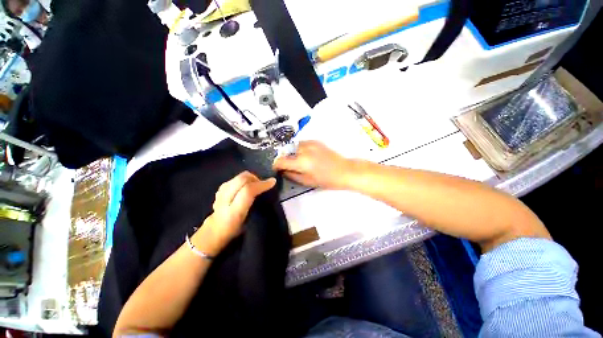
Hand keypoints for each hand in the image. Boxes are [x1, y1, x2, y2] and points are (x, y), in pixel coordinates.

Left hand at [194, 171, 275, 254]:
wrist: (215, 230)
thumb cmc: (236, 230)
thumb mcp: (250, 222)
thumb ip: (257, 206)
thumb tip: (268, 190)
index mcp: (233, 212)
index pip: (248, 191)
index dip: (262, 184)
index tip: (272, 182)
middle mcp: (224, 200)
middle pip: (242, 179)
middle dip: (256, 178)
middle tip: (263, 185)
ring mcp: (220, 192)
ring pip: (239, 176)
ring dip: (250, 178)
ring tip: (256, 185)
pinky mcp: (220, 188)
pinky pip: (235, 178)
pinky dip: (244, 180)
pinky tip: (246, 186)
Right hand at [273, 141, 352, 189]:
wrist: (344, 170)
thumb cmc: (327, 180)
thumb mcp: (307, 181)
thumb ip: (292, 175)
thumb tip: (283, 171)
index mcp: (301, 162)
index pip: (281, 161)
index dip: (276, 165)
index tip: (277, 168)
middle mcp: (304, 150)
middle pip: (287, 153)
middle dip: (286, 160)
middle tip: (291, 167)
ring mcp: (310, 144)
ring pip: (294, 147)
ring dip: (293, 154)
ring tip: (300, 161)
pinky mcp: (316, 141)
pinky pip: (302, 144)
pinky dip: (301, 150)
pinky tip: (307, 156)